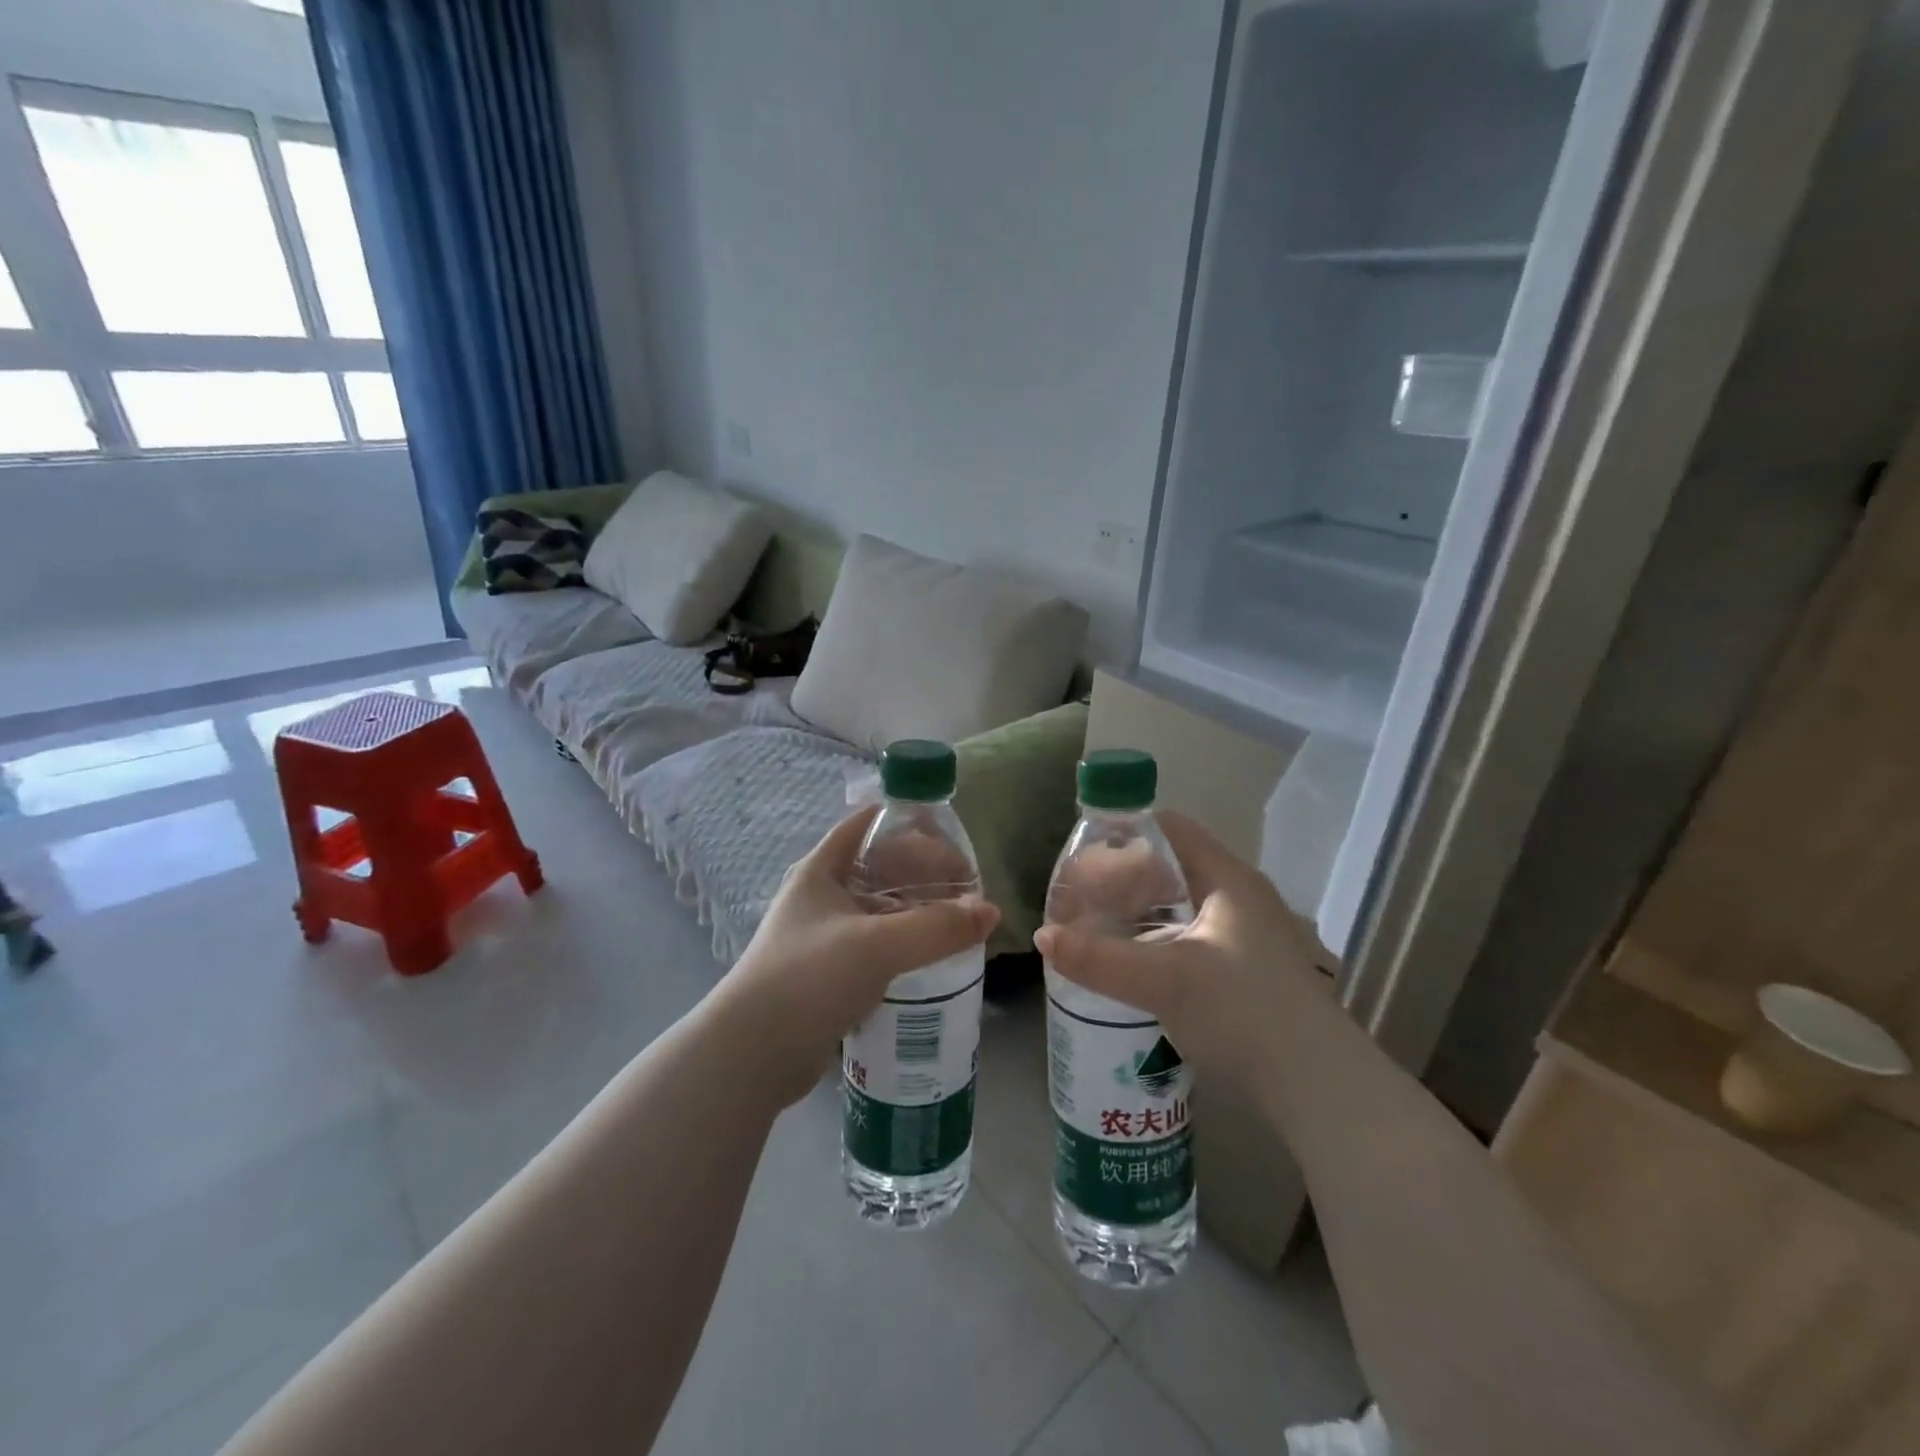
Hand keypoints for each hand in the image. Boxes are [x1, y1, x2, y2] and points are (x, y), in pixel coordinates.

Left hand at [707, 807, 998, 1107]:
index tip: (951, 838)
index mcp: (821, 870)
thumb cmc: (808, 979)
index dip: (908, 824)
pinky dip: (905, 943)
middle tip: (966, 888)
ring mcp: (824, 936)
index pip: (867, 825)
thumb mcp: (877, 945)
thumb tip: (991, 911)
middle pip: (880, 867)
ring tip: (958, 921)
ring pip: (881, 909)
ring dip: (917, 910)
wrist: (752, 1055)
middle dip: (923, 871)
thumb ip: (937, 927)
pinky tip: (934, 957)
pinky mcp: (830, 973)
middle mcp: (821, 896)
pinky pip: (877, 945)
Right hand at [1034, 811, 1328, 1100]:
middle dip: (1124, 877)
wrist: (1320, 1089)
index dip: (1126, 831)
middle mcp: (1240, 898)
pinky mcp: (1246, 971)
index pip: (1170, 829)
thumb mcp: (1164, 981)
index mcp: (1227, 879)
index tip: (1082, 850)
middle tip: (1080, 895)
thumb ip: (1099, 958)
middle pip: (1172, 867)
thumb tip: (1043, 936)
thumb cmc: (1245, 1013)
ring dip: (1139, 912)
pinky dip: (1156, 939)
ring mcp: (1247, 936)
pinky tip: (1131, 964)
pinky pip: (1189, 936)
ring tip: (1096, 927)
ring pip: (1180, 906)